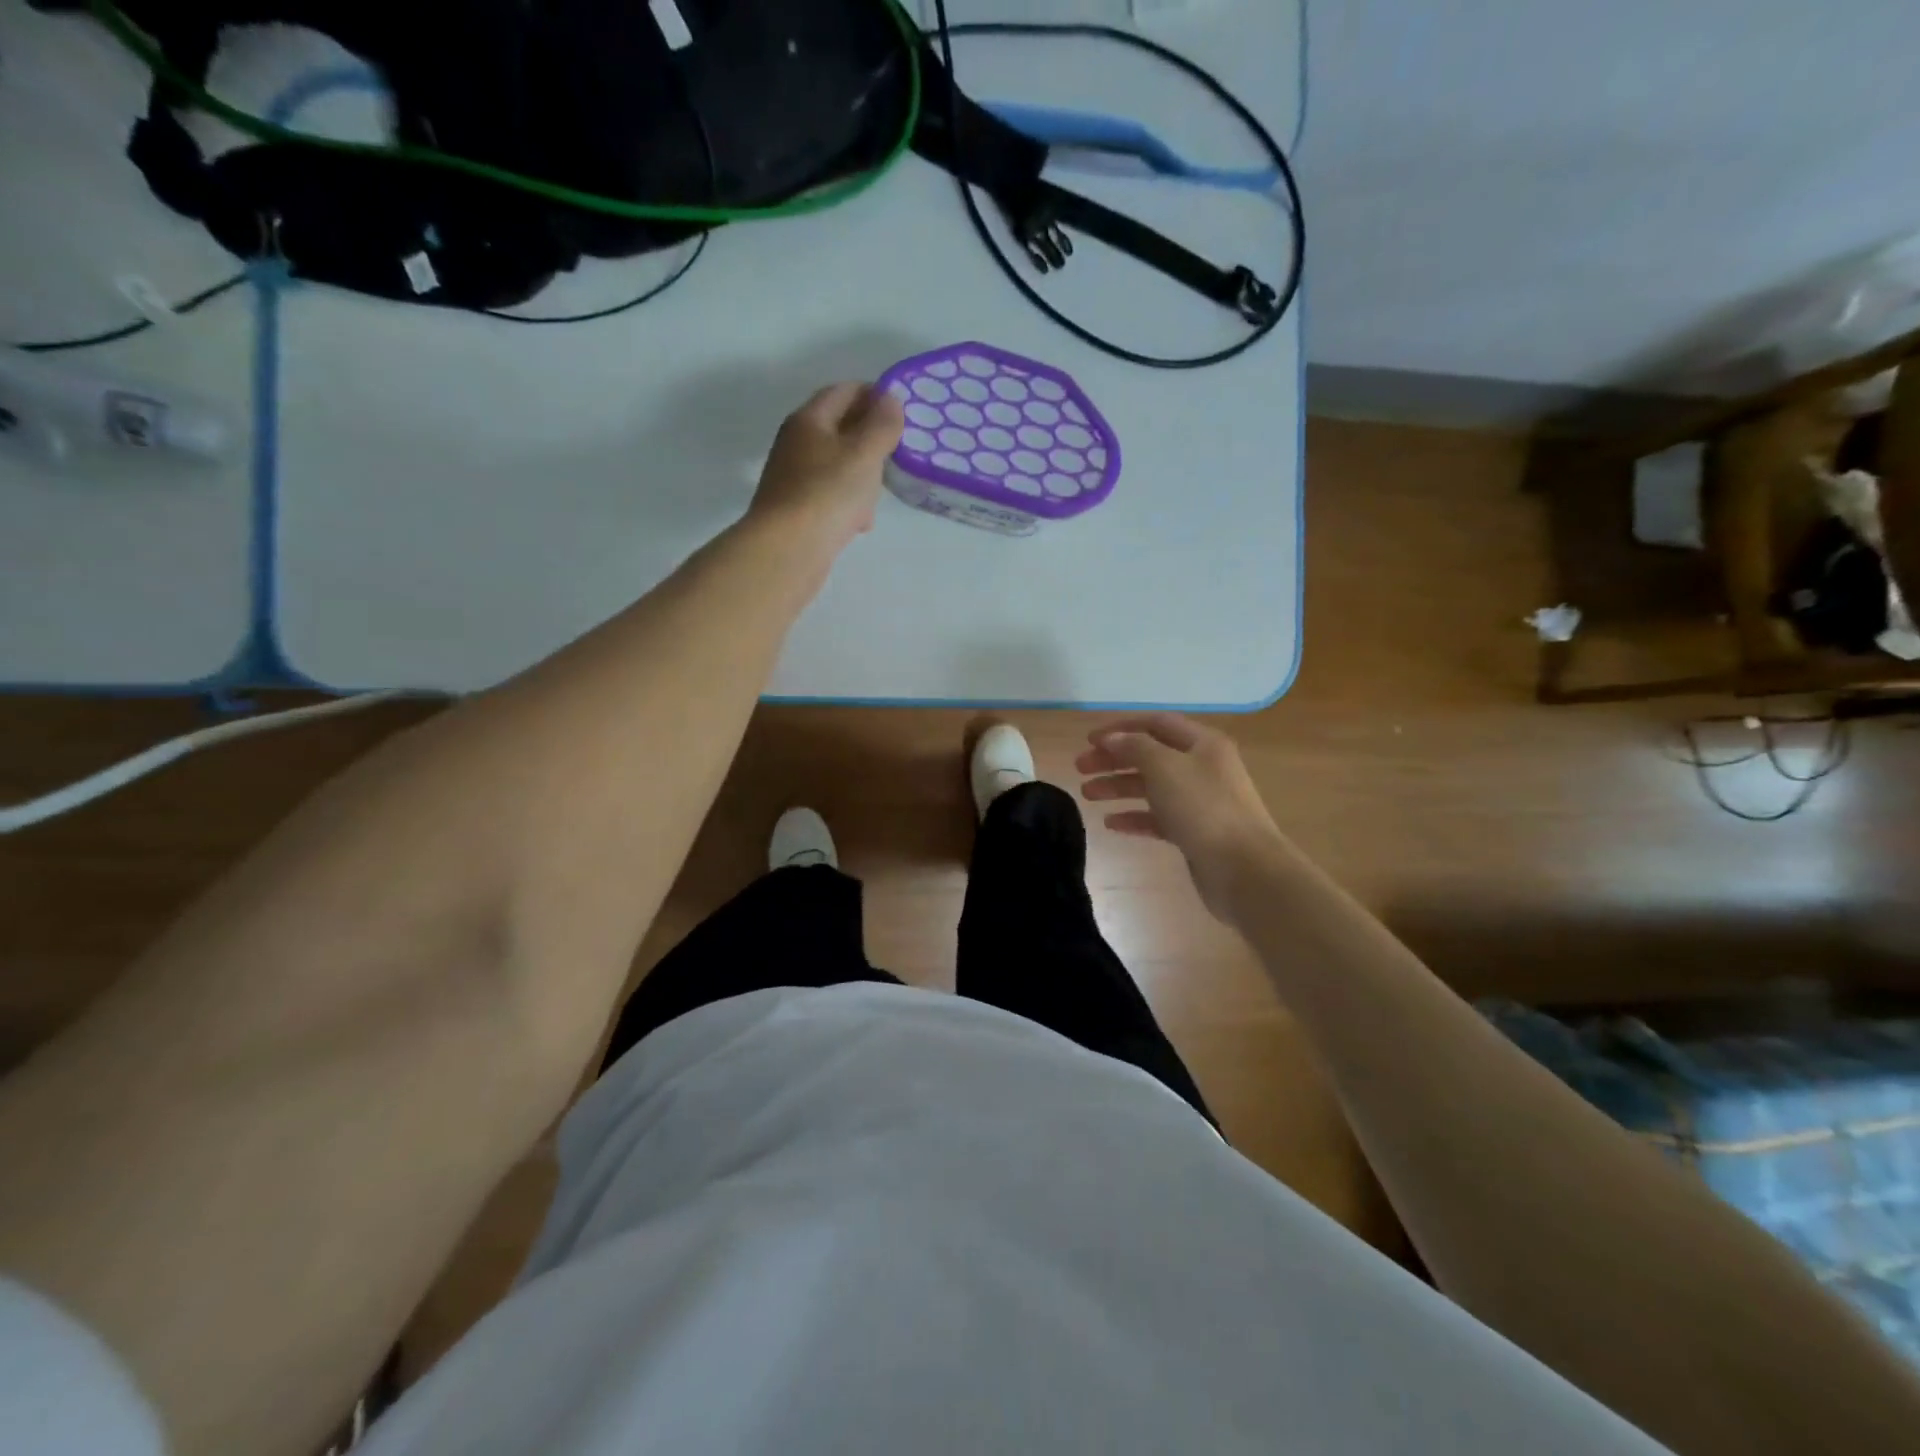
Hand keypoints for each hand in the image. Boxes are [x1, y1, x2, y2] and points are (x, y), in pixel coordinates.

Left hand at [749, 383, 905, 554]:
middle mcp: (797, 443)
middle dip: (871, 440)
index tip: (902, 411)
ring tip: (880, 493)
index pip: (844, 391)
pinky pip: (830, 497)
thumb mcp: (864, 453)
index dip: (874, 395)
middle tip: (897, 454)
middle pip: (840, 429)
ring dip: (862, 476)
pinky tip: (860, 523)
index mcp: (809, 420)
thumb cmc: (828, 494)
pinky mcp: (797, 510)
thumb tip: (890, 398)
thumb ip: (882, 424)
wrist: (788, 550)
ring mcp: (794, 478)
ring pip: (838, 466)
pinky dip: (849, 504)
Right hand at [1077, 713, 1288, 921]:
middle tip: (1080, 768)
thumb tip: (1113, 738)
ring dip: (1118, 787)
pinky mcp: (1195, 832)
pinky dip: (1134, 817)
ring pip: (1152, 787)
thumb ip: (1135, 748)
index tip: (1089, 740)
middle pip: (1150, 755)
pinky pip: (1158, 817)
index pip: (1156, 724)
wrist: (1245, 869)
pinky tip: (1111, 824)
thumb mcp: (1165, 768)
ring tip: (1087, 795)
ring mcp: (1200, 802)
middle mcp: (1203, 767)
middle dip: (1114, 760)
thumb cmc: (1204, 809)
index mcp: (1202, 744)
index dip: (1121, 728)